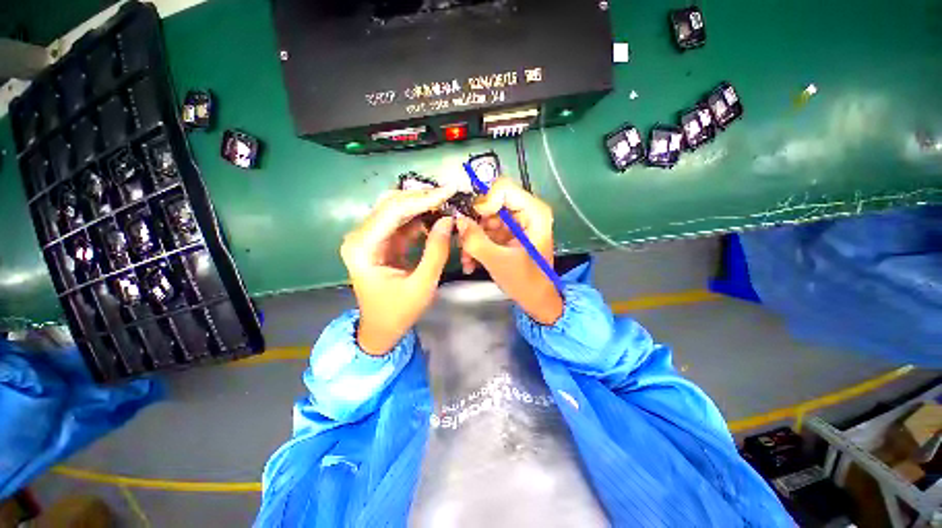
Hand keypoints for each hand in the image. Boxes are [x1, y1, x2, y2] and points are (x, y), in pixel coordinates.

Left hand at [341, 186, 455, 354]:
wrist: (380, 329)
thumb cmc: (398, 312)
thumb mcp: (422, 285)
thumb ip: (436, 251)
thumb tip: (448, 220)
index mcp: (363, 247)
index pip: (394, 211)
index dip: (423, 198)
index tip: (449, 190)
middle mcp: (360, 236)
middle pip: (392, 205)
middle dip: (422, 198)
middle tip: (450, 194)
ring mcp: (369, 237)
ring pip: (396, 210)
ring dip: (421, 205)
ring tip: (446, 203)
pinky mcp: (380, 241)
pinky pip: (401, 222)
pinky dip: (419, 218)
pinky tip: (436, 217)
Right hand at [456, 178, 563, 324]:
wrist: (538, 301)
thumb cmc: (526, 282)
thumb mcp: (498, 261)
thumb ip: (475, 240)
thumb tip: (457, 220)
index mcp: (534, 213)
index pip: (503, 188)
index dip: (483, 202)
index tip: (470, 222)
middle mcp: (527, 212)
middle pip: (492, 203)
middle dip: (474, 224)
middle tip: (463, 243)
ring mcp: (517, 223)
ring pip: (486, 218)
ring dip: (473, 237)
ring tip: (467, 259)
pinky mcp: (510, 233)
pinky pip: (488, 230)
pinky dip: (478, 243)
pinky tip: (472, 261)